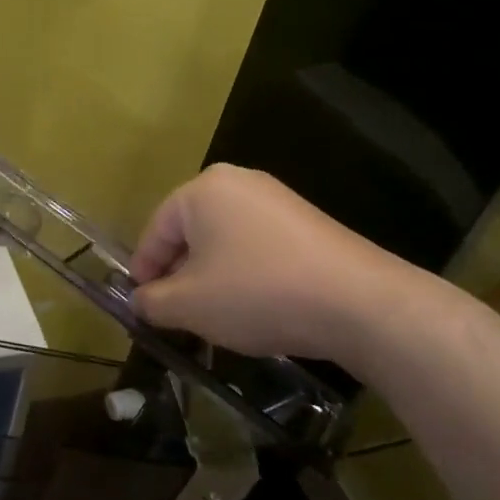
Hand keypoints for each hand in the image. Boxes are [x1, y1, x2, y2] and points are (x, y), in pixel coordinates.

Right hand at [131, 164, 433, 374]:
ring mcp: (278, 200)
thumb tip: (139, 301)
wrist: (359, 303)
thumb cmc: (257, 293)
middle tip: (174, 314)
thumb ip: (152, 302)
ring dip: (211, 278)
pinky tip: (253, 308)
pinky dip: (245, 275)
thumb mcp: (189, 305)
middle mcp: (238, 182)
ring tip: (212, 317)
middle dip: (178, 275)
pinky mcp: (308, 223)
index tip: (140, 305)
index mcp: (202, 189)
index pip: (155, 231)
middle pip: (190, 233)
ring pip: (224, 242)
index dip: (143, 271)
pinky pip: (258, 247)